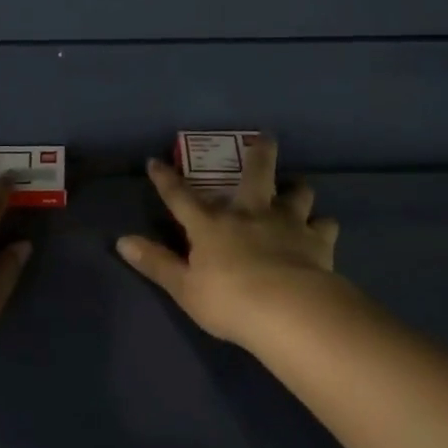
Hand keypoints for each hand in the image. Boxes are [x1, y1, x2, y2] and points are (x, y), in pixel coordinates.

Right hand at [115, 137, 339, 343]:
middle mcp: (250, 214)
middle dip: (259, 153)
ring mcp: (288, 223)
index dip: (165, 179)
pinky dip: (323, 226)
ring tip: (298, 189)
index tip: (155, 161)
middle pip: (256, 174)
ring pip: (298, 193)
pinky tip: (322, 230)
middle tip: (265, 138)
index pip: (181, 197)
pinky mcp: (318, 241)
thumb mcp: (184, 287)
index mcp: (212, 225)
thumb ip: (156, 262)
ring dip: (298, 189)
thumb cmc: (228, 300)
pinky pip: (326, 226)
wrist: (287, 310)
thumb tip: (122, 241)